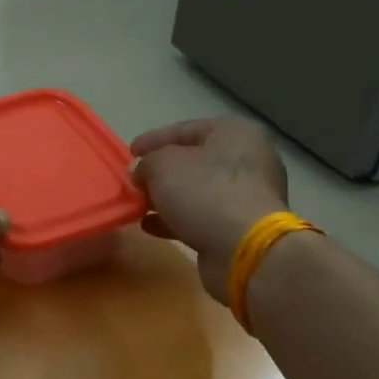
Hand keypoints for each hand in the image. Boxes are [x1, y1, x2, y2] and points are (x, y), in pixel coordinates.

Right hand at [131, 118, 289, 303]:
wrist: (244, 249)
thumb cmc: (205, 193)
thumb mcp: (163, 166)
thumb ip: (147, 162)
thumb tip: (142, 171)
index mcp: (235, 133)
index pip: (186, 129)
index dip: (154, 139)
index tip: (130, 152)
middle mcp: (248, 160)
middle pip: (195, 161)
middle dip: (161, 171)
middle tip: (136, 180)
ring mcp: (248, 195)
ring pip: (198, 191)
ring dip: (167, 197)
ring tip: (139, 204)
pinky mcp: (242, 227)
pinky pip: (203, 216)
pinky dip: (177, 219)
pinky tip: (150, 226)